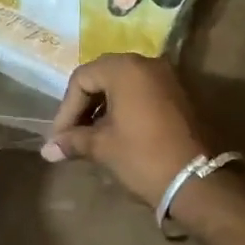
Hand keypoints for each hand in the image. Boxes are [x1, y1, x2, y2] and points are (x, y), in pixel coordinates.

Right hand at [41, 55, 207, 206]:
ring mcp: (167, 77)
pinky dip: (124, 107)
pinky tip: (115, 132)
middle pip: (102, 76)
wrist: (198, 181)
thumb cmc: (144, 157)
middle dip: (83, 105)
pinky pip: (142, 91)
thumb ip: (73, 141)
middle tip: (72, 134)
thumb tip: (47, 150)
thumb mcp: (103, 147)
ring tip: (90, 136)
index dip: (66, 109)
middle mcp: (147, 63)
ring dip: (103, 106)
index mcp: (125, 68)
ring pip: (123, 83)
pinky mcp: (179, 94)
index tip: (60, 137)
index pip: (82, 79)